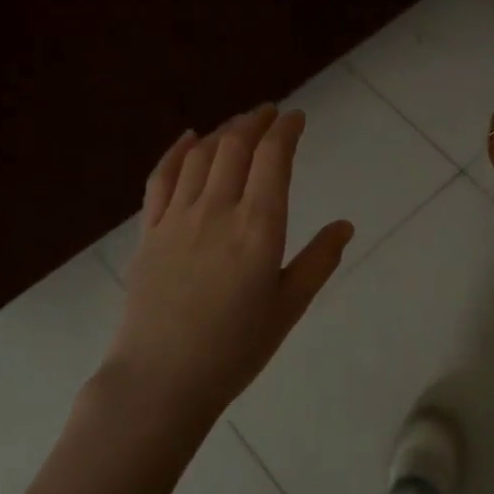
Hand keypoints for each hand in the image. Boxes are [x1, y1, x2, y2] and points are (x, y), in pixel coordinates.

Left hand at [103, 107, 352, 427]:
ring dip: (223, 132)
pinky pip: (161, 178)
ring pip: (200, 156)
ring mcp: (178, 218)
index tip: (296, 117)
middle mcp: (218, 210)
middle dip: (255, 121)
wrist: (161, 380)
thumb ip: (318, 261)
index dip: (286, 130)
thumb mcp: (288, 308)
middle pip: (235, 146)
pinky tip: (188, 138)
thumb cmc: (234, 349)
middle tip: (270, 113)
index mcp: (258, 228)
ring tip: (238, 125)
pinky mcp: (149, 231)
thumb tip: (345, 225)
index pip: (273, 158)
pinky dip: (176, 151)